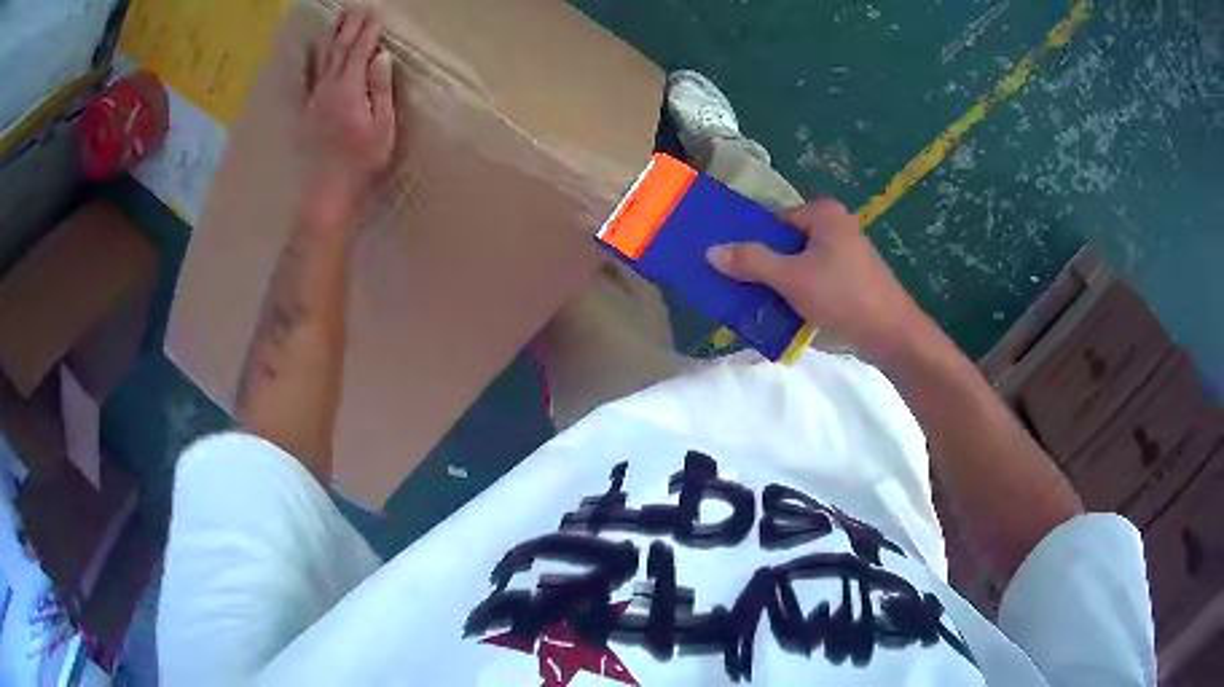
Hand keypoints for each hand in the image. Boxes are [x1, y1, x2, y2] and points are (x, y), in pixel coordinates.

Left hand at [301, 7, 395, 226]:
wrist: (328, 191)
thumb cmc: (362, 161)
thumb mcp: (382, 125)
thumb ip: (381, 88)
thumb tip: (381, 56)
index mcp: (350, 90)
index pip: (360, 52)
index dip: (368, 32)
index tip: (375, 14)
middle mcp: (329, 88)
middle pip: (339, 50)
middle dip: (349, 27)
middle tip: (356, 7)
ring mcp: (315, 99)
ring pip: (323, 60)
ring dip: (331, 37)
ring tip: (337, 18)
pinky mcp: (308, 111)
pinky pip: (307, 79)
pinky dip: (308, 62)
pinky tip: (308, 51)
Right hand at [706, 199, 931, 363]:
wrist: (892, 335)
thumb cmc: (843, 297)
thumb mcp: (791, 278)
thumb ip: (751, 262)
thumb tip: (711, 251)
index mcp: (824, 214)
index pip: (774, 221)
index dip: (753, 242)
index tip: (734, 267)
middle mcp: (837, 226)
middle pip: (787, 243)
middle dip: (766, 266)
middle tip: (744, 289)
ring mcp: (848, 253)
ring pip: (801, 264)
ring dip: (782, 283)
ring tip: (762, 304)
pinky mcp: (853, 278)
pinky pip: (817, 279)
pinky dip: (802, 292)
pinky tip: (790, 313)